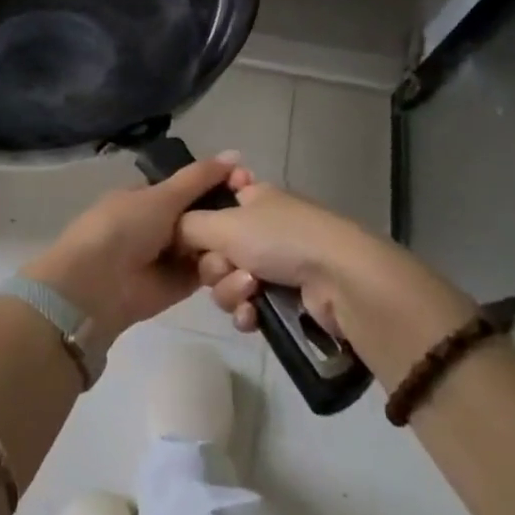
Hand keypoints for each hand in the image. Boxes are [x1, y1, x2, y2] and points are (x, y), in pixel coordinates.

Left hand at [25, 155, 238, 337]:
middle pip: (204, 217)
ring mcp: (170, 256)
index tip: (250, 184)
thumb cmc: (124, 228)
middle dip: (227, 216)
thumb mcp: (161, 196)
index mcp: (149, 196)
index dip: (219, 184)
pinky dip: (222, 270)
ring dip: (227, 245)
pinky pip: (207, 273)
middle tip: (258, 215)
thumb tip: (235, 154)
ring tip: (252, 243)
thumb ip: (199, 178)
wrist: (97, 284)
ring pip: (209, 245)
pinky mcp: (180, 286)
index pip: (191, 187)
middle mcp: (160, 224)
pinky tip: (245, 265)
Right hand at [177, 168, 475, 380]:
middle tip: (227, 268)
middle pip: (214, 249)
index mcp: (253, 198)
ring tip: (250, 293)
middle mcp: (263, 227)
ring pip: (228, 282)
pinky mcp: (289, 298)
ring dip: (230, 291)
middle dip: (214, 266)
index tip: (193, 239)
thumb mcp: (224, 223)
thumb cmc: (282, 239)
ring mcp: (278, 264)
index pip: (212, 206)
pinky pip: (249, 307)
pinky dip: (247, 312)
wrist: (342, 281)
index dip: (198, 225)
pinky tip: (254, 316)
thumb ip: (187, 225)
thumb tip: (172, 231)